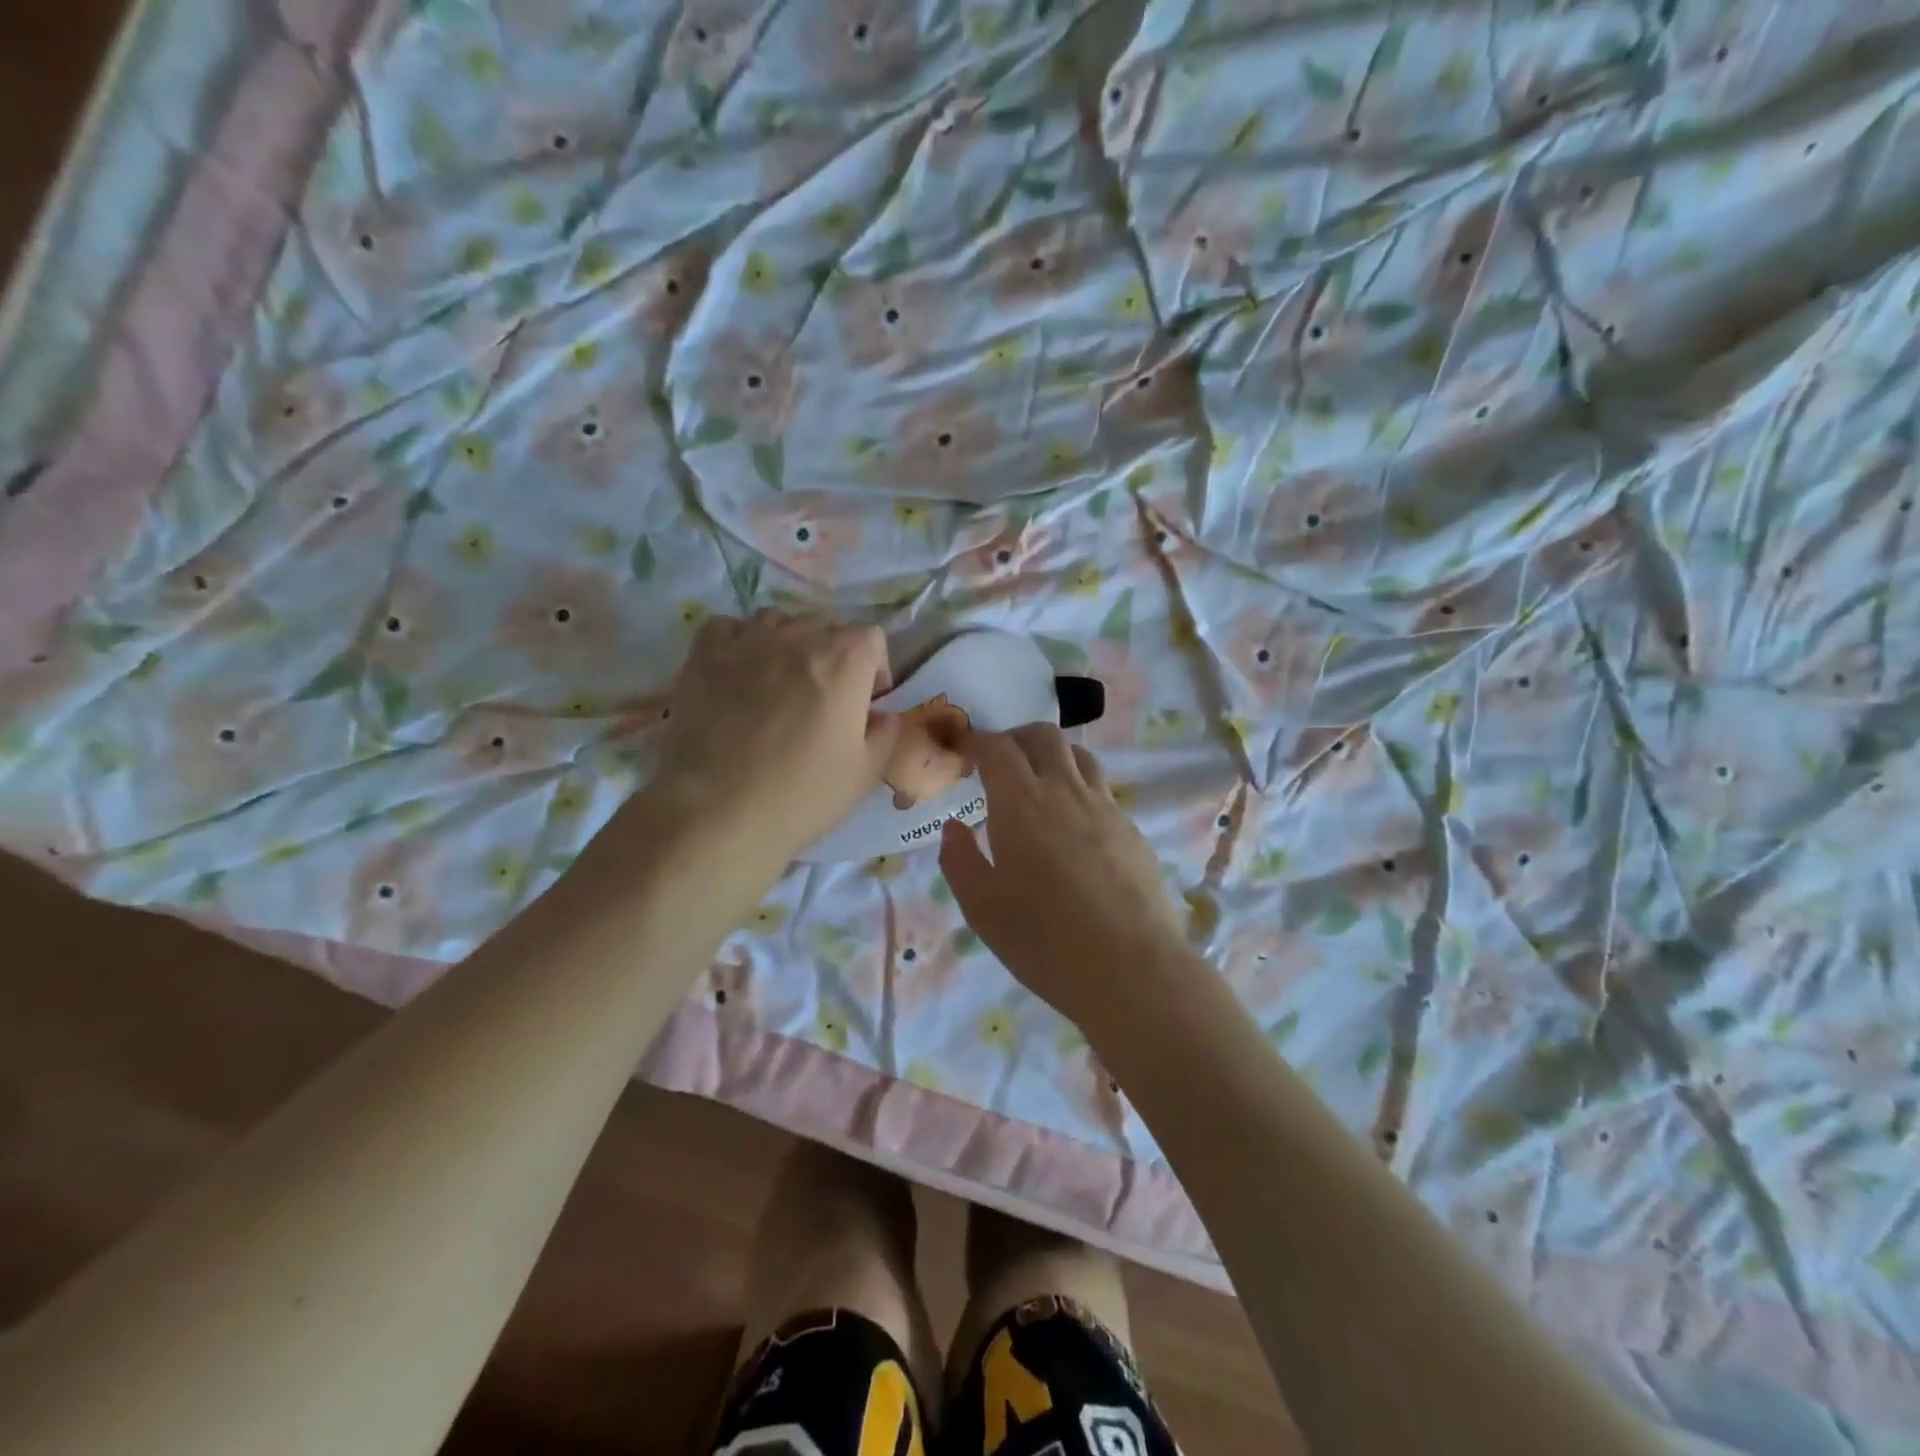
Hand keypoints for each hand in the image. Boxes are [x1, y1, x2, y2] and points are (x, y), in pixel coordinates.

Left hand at [652, 612, 898, 861]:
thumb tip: (882, 715)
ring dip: (786, 644)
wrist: (718, 812)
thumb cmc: (802, 795)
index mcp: (844, 661)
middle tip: (822, 698)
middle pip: (825, 627)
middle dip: (831, 655)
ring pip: (776, 621)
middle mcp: (798, 637)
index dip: (873, 668)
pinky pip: (727, 628)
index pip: (871, 637)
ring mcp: (747, 641)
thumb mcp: (865, 774)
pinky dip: (738, 643)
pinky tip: (737, 673)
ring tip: (778, 682)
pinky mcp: (703, 655)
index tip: (865, 701)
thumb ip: (886, 734)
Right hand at [939, 724, 1191, 1026]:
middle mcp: (1065, 791)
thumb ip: (960, 860)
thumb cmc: (1044, 940)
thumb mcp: (982, 909)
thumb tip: (955, 827)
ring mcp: (1105, 807)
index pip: (997, 748)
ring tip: (1039, 784)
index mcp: (1021, 803)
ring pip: (1079, 756)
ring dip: (1053, 756)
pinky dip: (1079, 789)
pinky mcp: (1132, 829)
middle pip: (1044, 736)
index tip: (966, 752)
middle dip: (1016, 738)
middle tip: (1000, 762)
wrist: (1131, 969)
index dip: (978, 741)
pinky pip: (1101, 791)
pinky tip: (1074, 827)